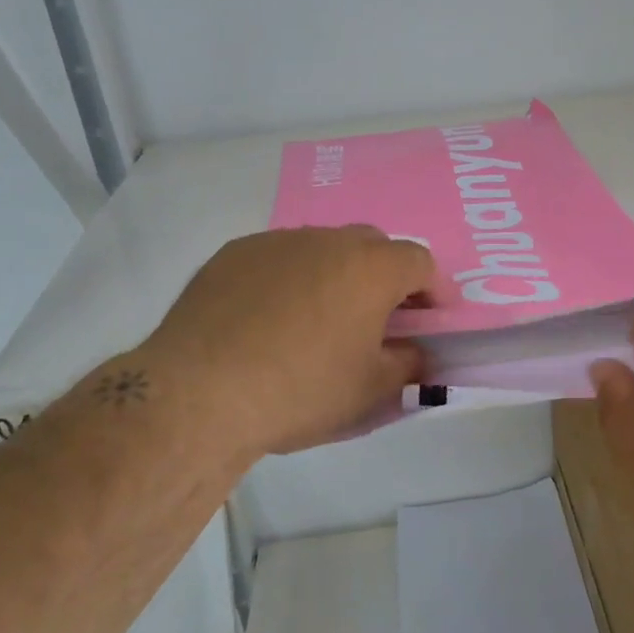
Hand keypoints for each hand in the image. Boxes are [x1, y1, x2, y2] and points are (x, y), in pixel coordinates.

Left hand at [131, 225, 433, 460]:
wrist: (200, 392)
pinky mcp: (233, 254)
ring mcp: (275, 242)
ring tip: (318, 320)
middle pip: (371, 245)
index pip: (419, 261)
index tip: (429, 318)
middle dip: (383, 276)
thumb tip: (415, 352)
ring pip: (321, 249)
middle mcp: (326, 240)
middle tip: (376, 318)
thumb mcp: (371, 390)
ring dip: (334, 275)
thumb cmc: (301, 390)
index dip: (432, 289)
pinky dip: (288, 280)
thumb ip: (408, 365)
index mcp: (370, 268)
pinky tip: (268, 320)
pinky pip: (277, 259)